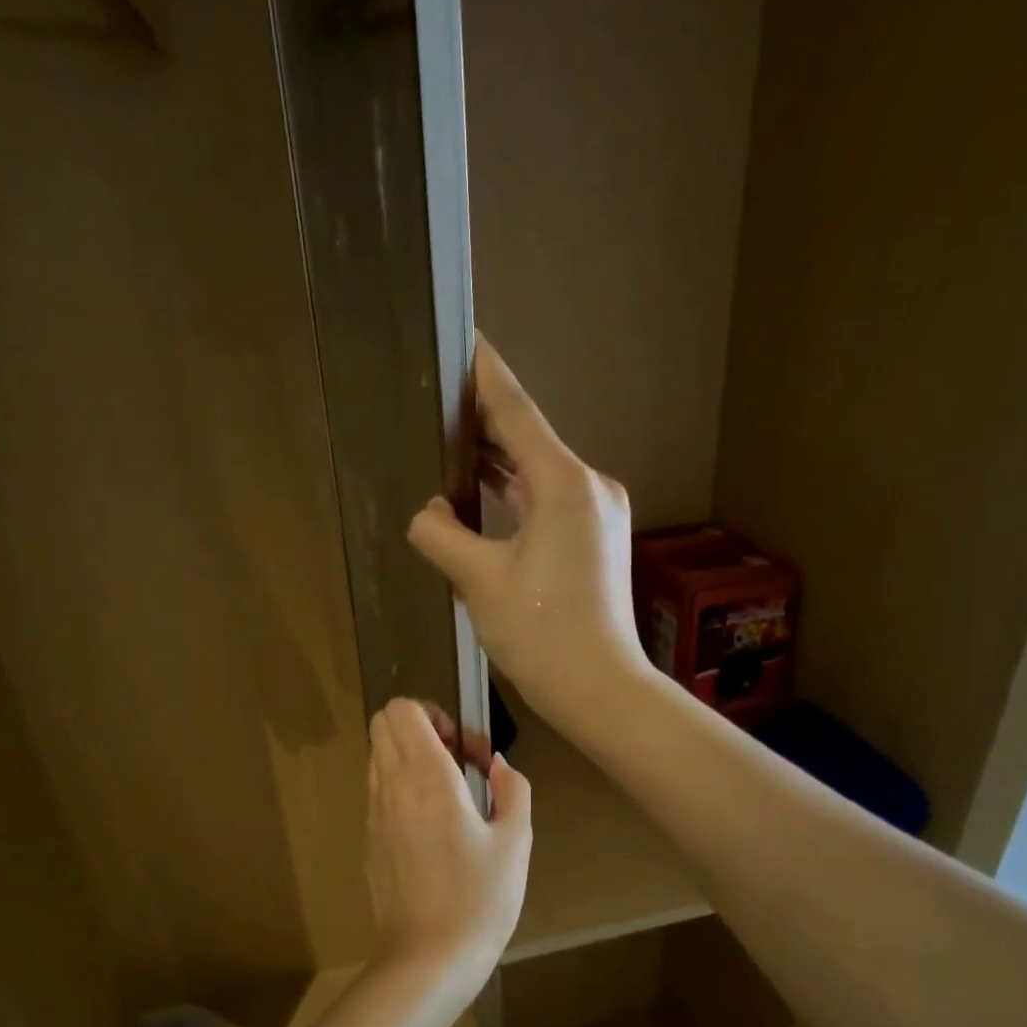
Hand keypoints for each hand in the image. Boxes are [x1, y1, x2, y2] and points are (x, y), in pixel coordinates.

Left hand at [366, 698, 531, 986]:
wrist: (426, 961)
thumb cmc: (479, 901)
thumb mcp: (515, 843)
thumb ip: (512, 791)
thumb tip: (497, 766)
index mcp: (426, 778)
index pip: (402, 710)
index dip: (434, 713)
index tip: (464, 749)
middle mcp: (391, 786)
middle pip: (382, 724)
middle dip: (419, 728)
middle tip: (456, 762)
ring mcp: (373, 814)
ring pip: (378, 757)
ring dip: (409, 758)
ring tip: (448, 795)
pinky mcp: (369, 841)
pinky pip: (378, 792)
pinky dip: (400, 788)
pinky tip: (433, 829)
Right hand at [407, 338, 650, 734]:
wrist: (598, 687)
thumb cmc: (540, 633)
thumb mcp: (478, 581)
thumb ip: (441, 534)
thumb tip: (428, 514)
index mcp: (563, 484)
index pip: (516, 411)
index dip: (484, 374)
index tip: (462, 340)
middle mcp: (588, 485)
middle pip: (529, 437)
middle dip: (485, 418)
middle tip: (439, 395)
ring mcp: (597, 511)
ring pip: (539, 470)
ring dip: (499, 458)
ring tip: (452, 438)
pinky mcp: (595, 536)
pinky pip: (548, 497)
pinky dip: (516, 490)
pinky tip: (485, 490)